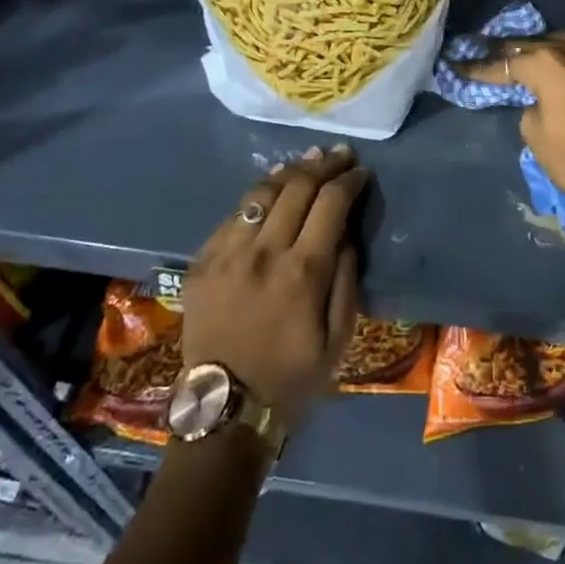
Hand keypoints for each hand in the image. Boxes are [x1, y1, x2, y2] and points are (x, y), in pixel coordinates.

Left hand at [182, 145, 366, 434]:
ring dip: (289, 172)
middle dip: (324, 165)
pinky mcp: (203, 261)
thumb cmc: (292, 377)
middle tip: (340, 155)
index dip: (349, 180)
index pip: (331, 203)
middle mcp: (264, 252)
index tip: (361, 172)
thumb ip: (346, 279)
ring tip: (308, 160)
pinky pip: (233, 215)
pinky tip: (270, 192)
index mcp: (303, 271)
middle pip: (297, 187)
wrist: (225, 408)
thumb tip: (345, 234)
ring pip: (261, 193)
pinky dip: (258, 197)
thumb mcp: (339, 338)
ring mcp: (228, 253)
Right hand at [456, 32, 564, 217]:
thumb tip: (539, 104)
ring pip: (562, 43)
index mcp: (548, 64)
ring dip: (541, 47)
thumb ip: (531, 111)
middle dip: (509, 51)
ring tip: (524, 54)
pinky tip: (556, 68)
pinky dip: (564, 59)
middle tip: (487, 51)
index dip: (481, 68)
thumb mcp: (537, 138)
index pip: (507, 63)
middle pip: (534, 45)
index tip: (459, 66)